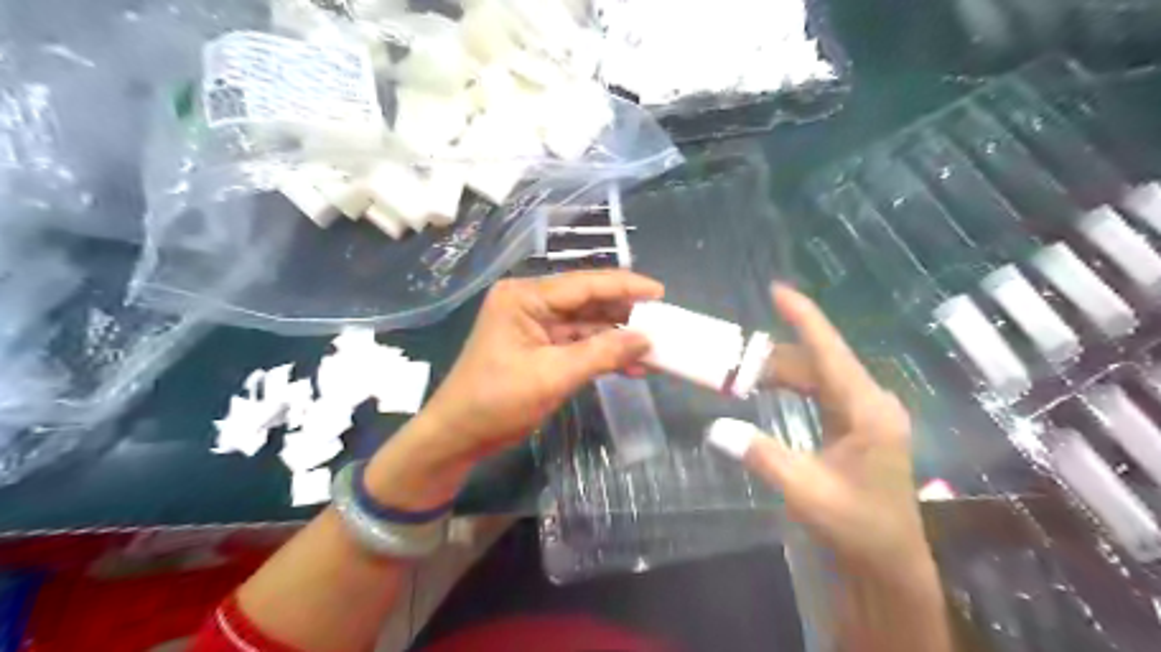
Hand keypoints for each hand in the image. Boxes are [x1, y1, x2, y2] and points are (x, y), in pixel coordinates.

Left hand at [426, 270, 666, 458]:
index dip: (624, 287)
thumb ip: (602, 354)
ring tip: (652, 349)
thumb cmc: (497, 401)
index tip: (660, 293)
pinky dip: (602, 353)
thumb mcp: (553, 376)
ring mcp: (535, 326)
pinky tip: (630, 365)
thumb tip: (646, 339)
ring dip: (616, 337)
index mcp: (525, 297)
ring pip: (586, 324)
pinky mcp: (540, 348)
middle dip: (624, 313)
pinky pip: (578, 344)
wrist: (459, 436)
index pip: (583, 284)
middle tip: (662, 323)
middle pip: (586, 301)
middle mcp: (530, 303)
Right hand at [727, 282, 930, 576]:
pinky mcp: (858, 424)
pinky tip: (766, 389)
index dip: (804, 318)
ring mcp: (866, 413)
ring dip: (780, 372)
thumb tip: (715, 427)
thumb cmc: (856, 527)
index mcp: (866, 410)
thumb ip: (761, 455)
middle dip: (774, 355)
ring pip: (818, 376)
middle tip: (732, 356)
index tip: (778, 290)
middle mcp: (870, 402)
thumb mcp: (805, 491)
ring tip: (740, 374)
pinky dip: (791, 387)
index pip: (830, 352)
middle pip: (818, 362)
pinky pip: (821, 392)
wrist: (889, 562)